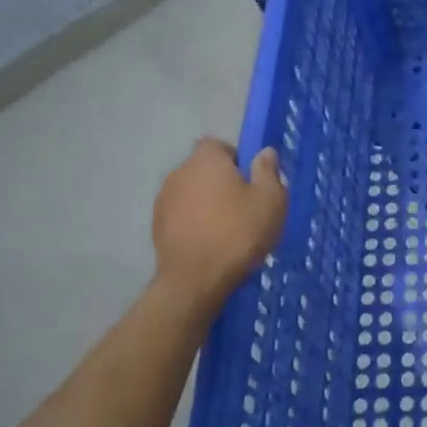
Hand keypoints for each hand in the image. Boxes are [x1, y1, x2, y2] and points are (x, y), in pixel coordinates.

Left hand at [151, 139, 286, 313]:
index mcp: (206, 159)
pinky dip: (193, 221)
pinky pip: (181, 213)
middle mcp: (180, 172)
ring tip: (226, 227)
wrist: (194, 281)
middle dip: (222, 181)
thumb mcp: (270, 200)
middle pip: (204, 168)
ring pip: (192, 192)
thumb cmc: (238, 233)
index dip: (236, 159)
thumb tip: (264, 152)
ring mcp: (163, 199)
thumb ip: (268, 171)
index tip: (251, 181)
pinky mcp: (156, 226)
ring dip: (206, 202)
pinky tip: (208, 242)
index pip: (219, 145)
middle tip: (244, 205)